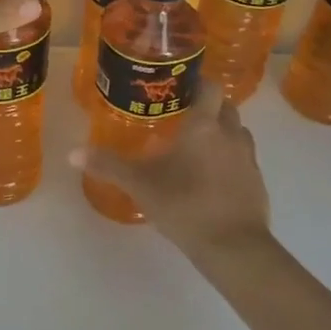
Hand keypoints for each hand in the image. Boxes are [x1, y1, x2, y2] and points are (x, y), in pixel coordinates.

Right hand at [70, 89, 274, 262]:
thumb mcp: (140, 185)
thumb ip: (108, 165)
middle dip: (208, 107)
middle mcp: (230, 134)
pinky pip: (244, 159)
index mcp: (203, 126)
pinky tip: (212, 177)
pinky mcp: (258, 182)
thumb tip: (73, 153)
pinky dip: (230, 159)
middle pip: (226, 106)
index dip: (199, 82)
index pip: (210, 87)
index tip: (181, 86)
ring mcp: (248, 159)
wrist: (233, 248)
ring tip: (198, 145)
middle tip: (183, 116)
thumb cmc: (185, 205)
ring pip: (238, 132)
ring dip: (222, 132)